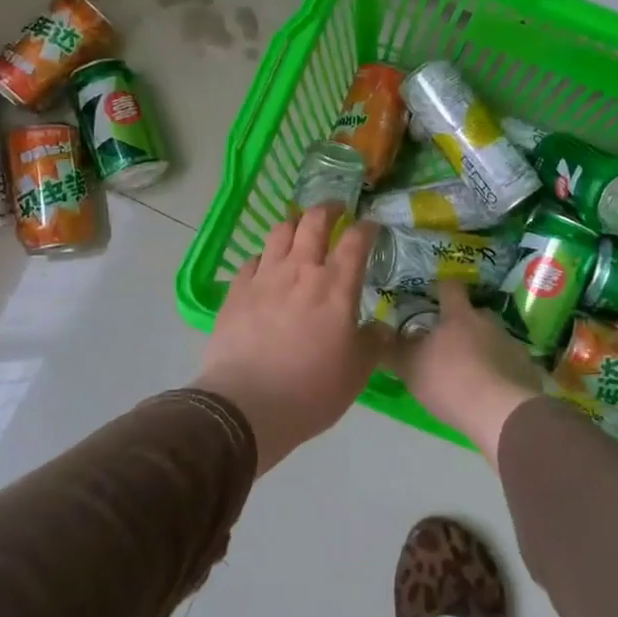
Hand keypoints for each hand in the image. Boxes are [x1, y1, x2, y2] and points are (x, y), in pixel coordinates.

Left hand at [194, 206, 386, 473]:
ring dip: (294, 224)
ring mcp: (264, 278)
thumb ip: (373, 342)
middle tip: (336, 211)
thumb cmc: (311, 390)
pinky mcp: (236, 291)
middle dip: (328, 209)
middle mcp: (300, 271)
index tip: (372, 226)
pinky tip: (267, 266)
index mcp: (336, 286)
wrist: (246, 406)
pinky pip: (252, 260)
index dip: (367, 227)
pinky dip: (265, 256)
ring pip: (279, 232)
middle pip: (313, 222)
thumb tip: (381, 327)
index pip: (355, 240)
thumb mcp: (357, 372)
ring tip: (300, 229)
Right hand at [388, 283, 545, 467]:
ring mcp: (511, 344)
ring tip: (469, 373)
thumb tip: (378, 333)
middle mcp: (488, 322)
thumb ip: (393, 350)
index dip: (441, 288)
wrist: (500, 412)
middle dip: (462, 325)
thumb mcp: (410, 367)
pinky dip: (499, 372)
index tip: (433, 293)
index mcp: (459, 315)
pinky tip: (490, 391)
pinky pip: (508, 364)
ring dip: (482, 350)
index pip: (450, 288)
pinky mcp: (527, 369)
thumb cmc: (449, 381)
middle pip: (474, 315)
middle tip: (447, 344)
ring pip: (492, 340)